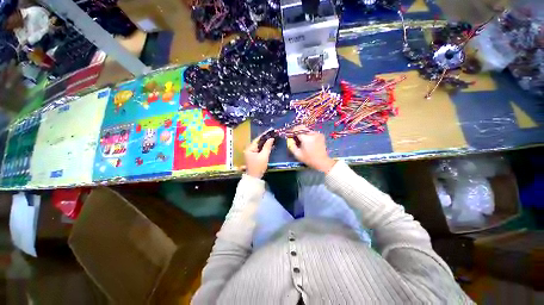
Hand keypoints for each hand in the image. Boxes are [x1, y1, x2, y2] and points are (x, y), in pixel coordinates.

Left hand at [244, 131, 274, 178]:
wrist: (255, 178)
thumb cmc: (258, 167)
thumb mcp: (264, 156)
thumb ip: (267, 146)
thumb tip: (271, 138)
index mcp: (249, 149)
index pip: (257, 139)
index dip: (264, 135)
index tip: (270, 131)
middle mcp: (248, 149)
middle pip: (257, 142)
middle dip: (265, 139)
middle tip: (272, 135)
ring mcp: (250, 153)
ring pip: (258, 146)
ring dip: (264, 143)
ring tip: (272, 139)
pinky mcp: (253, 156)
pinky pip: (258, 150)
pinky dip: (263, 148)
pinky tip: (269, 146)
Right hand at [287, 125, 335, 172]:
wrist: (322, 161)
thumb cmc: (308, 159)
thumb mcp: (297, 154)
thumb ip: (291, 145)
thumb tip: (289, 139)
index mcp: (306, 139)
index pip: (297, 129)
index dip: (292, 131)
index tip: (289, 134)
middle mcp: (312, 134)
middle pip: (302, 127)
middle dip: (297, 130)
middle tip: (294, 136)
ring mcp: (317, 134)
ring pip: (306, 129)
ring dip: (302, 133)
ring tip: (301, 140)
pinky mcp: (320, 135)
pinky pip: (311, 132)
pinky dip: (307, 134)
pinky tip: (307, 141)